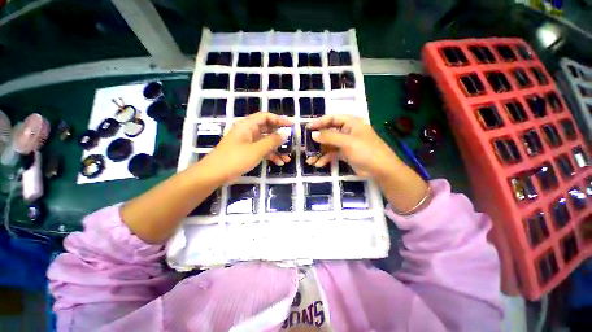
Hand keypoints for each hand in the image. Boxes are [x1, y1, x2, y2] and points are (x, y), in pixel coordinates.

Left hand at [201, 112, 292, 181]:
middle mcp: (248, 132)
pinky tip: (279, 163)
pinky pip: (262, 151)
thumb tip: (285, 133)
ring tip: (287, 158)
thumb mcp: (256, 150)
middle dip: (280, 137)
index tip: (291, 125)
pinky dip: (270, 156)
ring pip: (266, 142)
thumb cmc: (235, 159)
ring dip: (277, 149)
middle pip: (267, 130)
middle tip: (291, 142)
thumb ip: (272, 141)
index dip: (279, 119)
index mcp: (247, 126)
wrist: (215, 174)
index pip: (266, 117)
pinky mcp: (248, 152)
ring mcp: (248, 143)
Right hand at [306, 115, 401, 179]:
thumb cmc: (366, 151)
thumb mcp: (347, 142)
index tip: (308, 128)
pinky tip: (318, 164)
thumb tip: (313, 134)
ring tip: (310, 160)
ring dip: (319, 152)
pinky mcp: (345, 154)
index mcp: (350, 123)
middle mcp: (347, 131)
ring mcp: (346, 143)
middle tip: (307, 147)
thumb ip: (329, 137)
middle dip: (317, 141)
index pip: (332, 119)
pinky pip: (332, 154)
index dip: (319, 122)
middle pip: (328, 133)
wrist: (380, 169)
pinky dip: (325, 158)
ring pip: (329, 145)